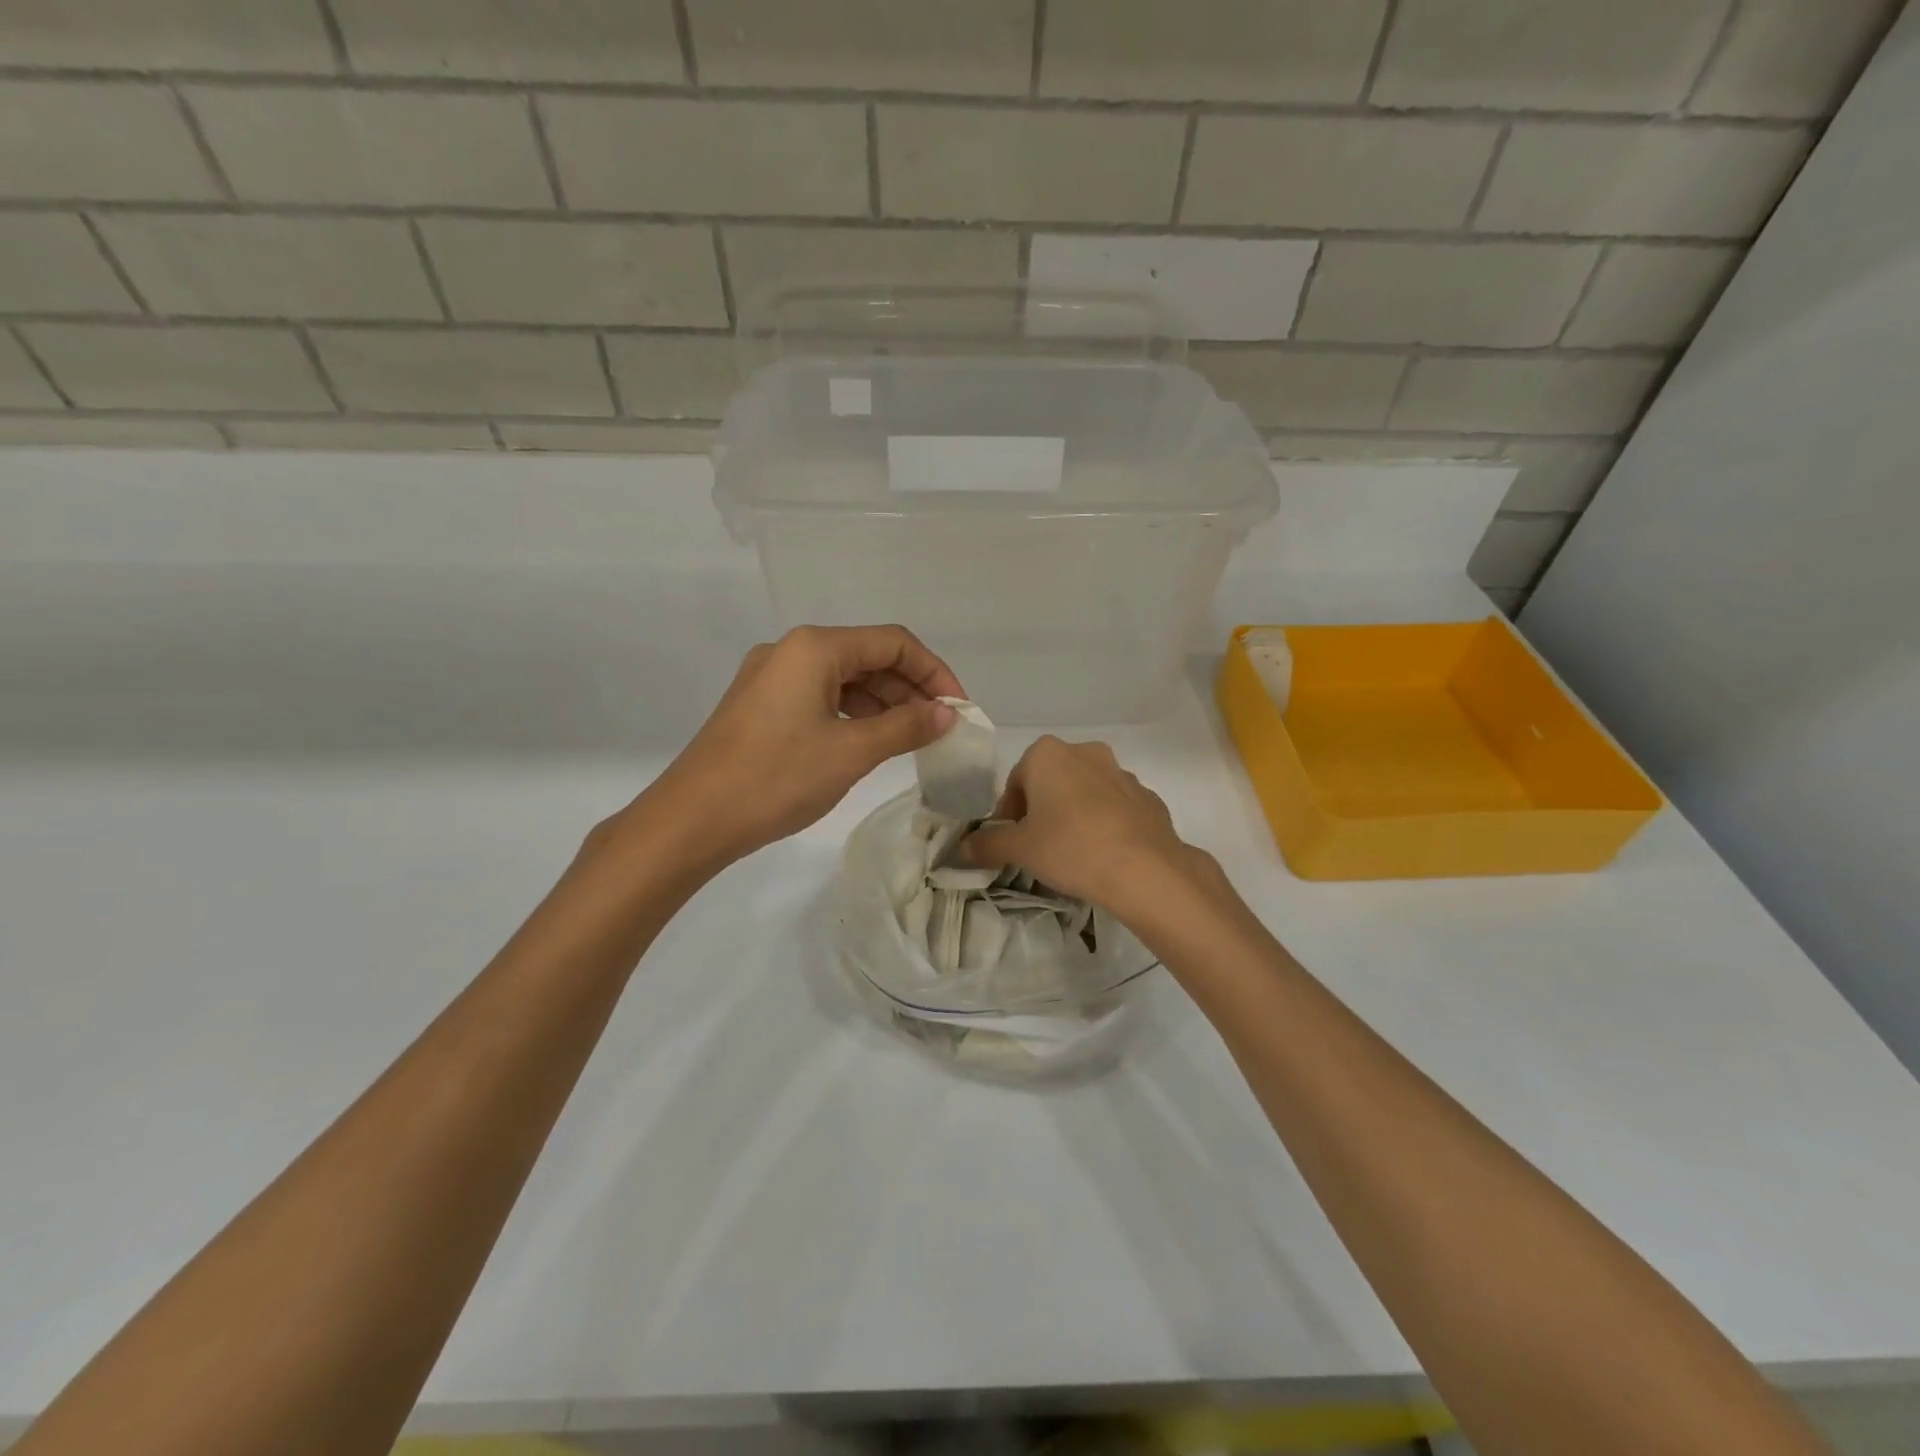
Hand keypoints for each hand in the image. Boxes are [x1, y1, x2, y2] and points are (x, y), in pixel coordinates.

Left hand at [629, 625, 964, 867]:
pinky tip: (871, 742)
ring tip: (913, 740)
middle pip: (869, 657)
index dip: (934, 672)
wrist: (692, 820)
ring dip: (884, 705)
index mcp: (814, 648)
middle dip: (910, 690)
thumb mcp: (850, 752)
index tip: (958, 709)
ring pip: (845, 679)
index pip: (893, 643)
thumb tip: (947, 713)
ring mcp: (772, 677)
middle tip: (940, 729)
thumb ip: (905, 727)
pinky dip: (854, 715)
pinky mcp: (761, 705)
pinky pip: (821, 698)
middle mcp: (791, 651)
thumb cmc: (775, 779)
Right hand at [963, 736, 1199, 913]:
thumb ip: (987, 844)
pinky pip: (1115, 807)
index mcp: (1047, 754)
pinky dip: (1105, 823)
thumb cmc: (1070, 847)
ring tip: (1073, 853)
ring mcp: (1122, 772)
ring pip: (1085, 791)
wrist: (1145, 869)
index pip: (1015, 781)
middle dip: (1042, 809)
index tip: (1012, 842)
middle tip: (1039, 847)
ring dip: (1074, 814)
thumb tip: (963, 847)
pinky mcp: (1148, 796)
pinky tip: (1104, 854)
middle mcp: (1085, 751)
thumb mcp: (1019, 849)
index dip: (1009, 814)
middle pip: (1051, 781)